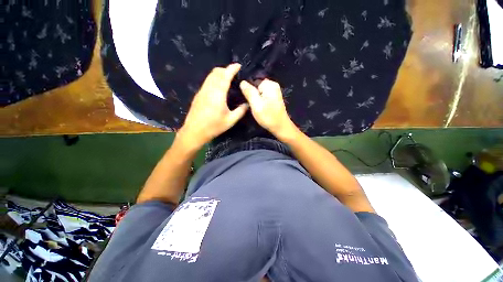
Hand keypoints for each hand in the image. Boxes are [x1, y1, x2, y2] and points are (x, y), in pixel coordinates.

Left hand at [178, 64, 248, 149]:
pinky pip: (207, 81)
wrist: (194, 131)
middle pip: (216, 72)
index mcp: (218, 94)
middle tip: (234, 73)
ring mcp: (202, 91)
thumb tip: (248, 104)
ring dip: (219, 73)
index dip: (232, 68)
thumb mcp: (230, 120)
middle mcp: (209, 89)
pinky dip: (214, 79)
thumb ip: (240, 111)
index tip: (238, 65)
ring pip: (210, 76)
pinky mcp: (198, 95)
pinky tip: (218, 87)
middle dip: (225, 69)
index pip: (225, 76)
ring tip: (227, 78)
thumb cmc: (214, 127)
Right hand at [239, 79, 297, 140]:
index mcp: (269, 84)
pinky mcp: (274, 97)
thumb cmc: (268, 116)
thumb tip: (242, 82)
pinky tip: (260, 107)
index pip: (253, 81)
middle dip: (252, 94)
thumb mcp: (256, 105)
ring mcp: (274, 91)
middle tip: (252, 105)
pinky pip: (263, 95)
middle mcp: (273, 85)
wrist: (280, 127)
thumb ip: (249, 92)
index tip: (248, 100)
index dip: (248, 90)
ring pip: (259, 91)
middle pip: (256, 86)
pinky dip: (260, 101)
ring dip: (255, 98)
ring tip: (256, 107)